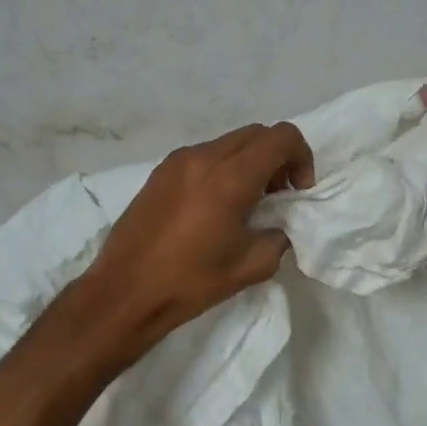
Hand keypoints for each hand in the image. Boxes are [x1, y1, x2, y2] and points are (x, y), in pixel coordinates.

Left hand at [81, 121, 316, 349]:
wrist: (125, 291)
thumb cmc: (191, 281)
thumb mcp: (252, 266)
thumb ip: (279, 236)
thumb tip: (278, 223)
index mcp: (230, 177)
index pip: (281, 137)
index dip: (301, 157)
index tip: (297, 192)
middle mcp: (204, 157)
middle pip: (257, 134)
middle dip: (277, 158)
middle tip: (276, 196)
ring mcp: (178, 160)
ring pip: (230, 142)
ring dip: (249, 162)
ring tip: (245, 203)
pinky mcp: (160, 171)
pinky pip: (204, 155)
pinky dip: (223, 168)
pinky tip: (214, 206)